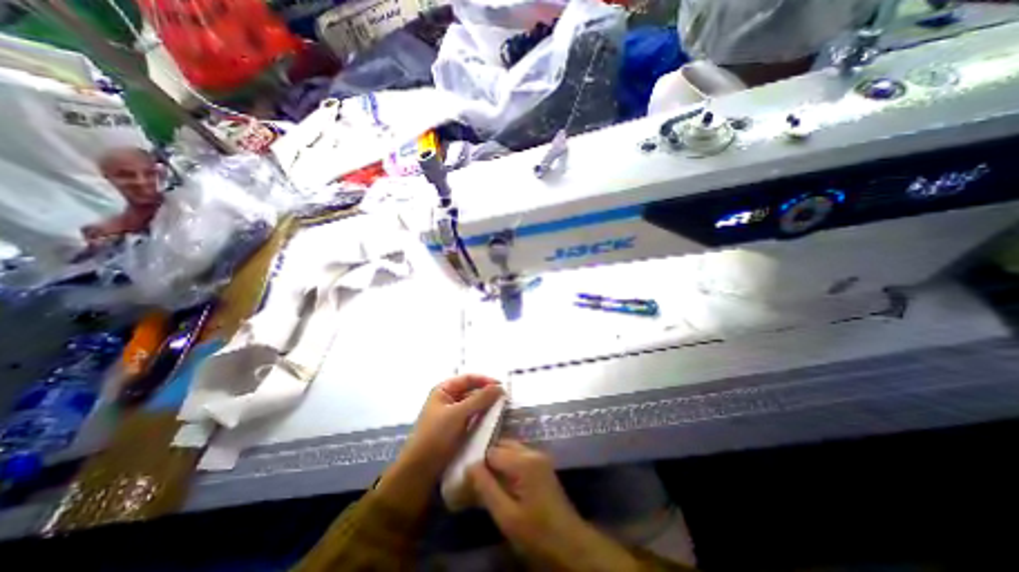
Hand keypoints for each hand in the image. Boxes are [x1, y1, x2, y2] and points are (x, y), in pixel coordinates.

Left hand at [402, 373, 504, 475]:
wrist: (419, 472)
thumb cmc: (436, 436)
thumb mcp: (458, 414)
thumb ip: (480, 399)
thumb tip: (500, 387)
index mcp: (444, 390)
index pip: (469, 379)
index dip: (485, 380)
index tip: (502, 386)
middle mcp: (448, 399)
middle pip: (472, 391)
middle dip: (487, 395)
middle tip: (505, 400)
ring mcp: (452, 415)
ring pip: (474, 406)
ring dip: (486, 407)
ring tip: (502, 411)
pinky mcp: (456, 430)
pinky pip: (473, 419)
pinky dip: (482, 419)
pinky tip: (493, 423)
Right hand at [467, 440, 633, 568]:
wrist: (569, 543)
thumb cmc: (536, 532)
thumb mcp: (506, 516)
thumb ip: (486, 488)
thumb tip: (470, 466)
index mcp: (524, 462)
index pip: (492, 451)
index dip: (479, 464)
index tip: (470, 480)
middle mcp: (532, 451)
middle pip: (502, 444)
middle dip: (488, 459)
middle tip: (478, 479)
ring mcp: (539, 455)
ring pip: (511, 447)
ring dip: (498, 459)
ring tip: (489, 480)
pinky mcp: (542, 462)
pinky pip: (520, 453)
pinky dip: (508, 462)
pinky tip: (504, 480)